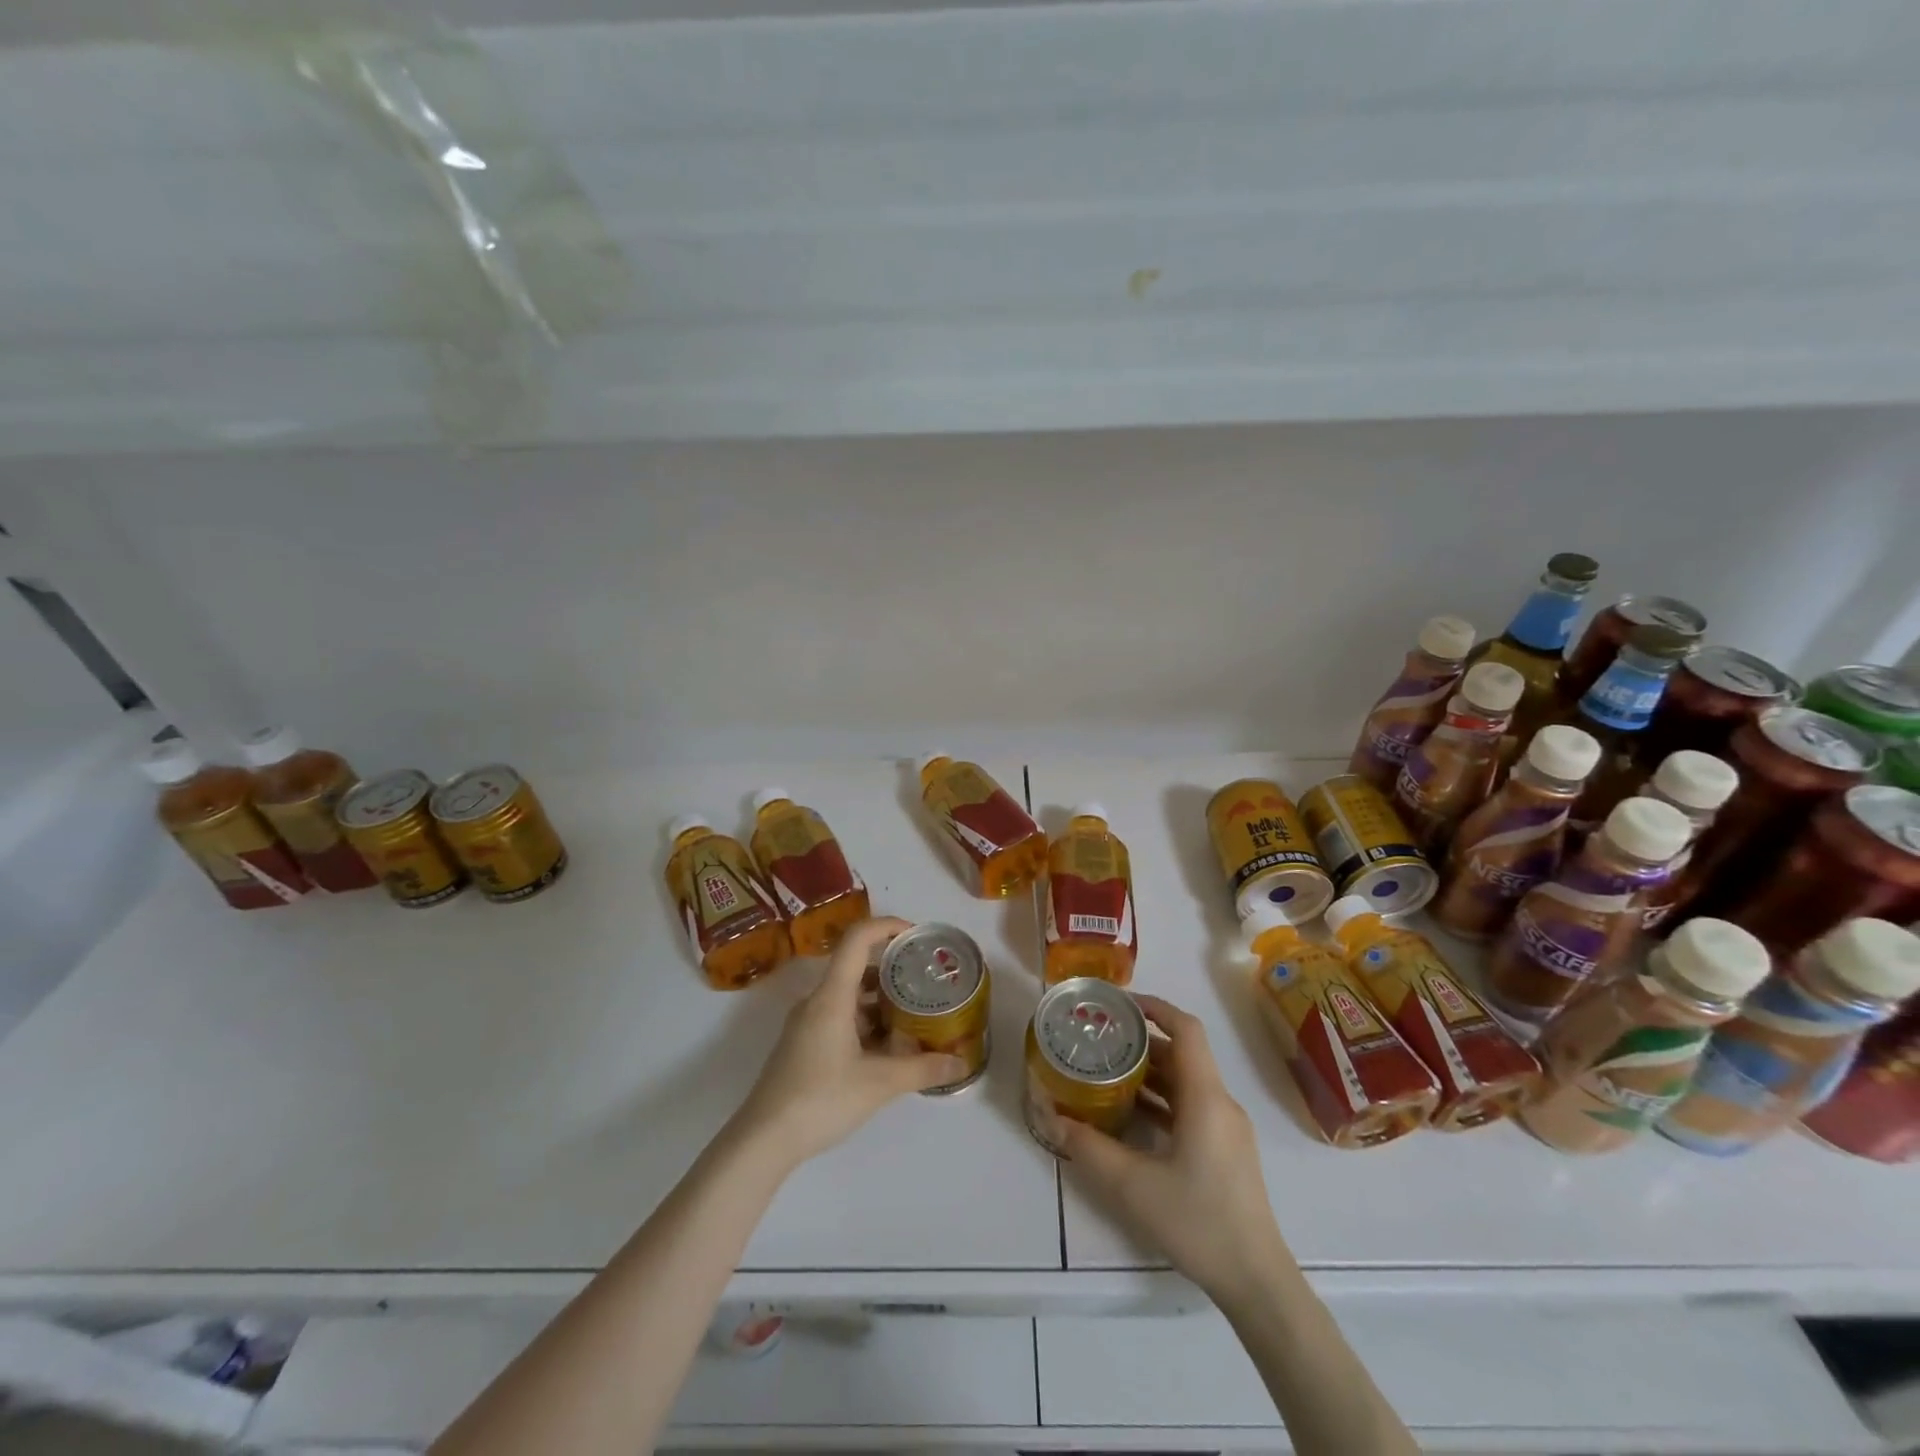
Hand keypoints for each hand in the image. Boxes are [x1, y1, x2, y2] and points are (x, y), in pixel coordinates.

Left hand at [729, 917, 967, 1170]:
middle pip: (856, 966)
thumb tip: (961, 1063)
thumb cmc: (820, 1100)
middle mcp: (817, 1001)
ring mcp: (807, 1023)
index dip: (887, 926)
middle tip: (926, 980)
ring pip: (849, 995)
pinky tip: (888, 1047)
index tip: (917, 935)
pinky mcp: (804, 1044)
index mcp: (832, 996)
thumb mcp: (879, 1084)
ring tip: (914, 1014)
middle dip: (893, 969)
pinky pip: (840, 1016)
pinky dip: (866, 1021)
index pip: (858, 939)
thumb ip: (922, 1069)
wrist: (763, 1140)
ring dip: (880, 999)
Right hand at [1055, 994, 1293, 1304]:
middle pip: (1182, 1053)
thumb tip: (1052, 1118)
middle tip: (1100, 1038)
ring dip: (1150, 1071)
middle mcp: (1220, 1103)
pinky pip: (1191, 1105)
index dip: (1154, 1007)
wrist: (1256, 1281)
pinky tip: (1131, 1113)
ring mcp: (1227, 1128)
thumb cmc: (1198, 1222)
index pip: (1186, 1029)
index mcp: (1206, 1097)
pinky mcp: (1225, 1149)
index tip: (1119, 1003)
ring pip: (1186, 1081)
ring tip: (1107, 1070)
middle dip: (1141, 1040)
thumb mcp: (1132, 1185)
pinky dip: (1162, 1099)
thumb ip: (1089, 1147)